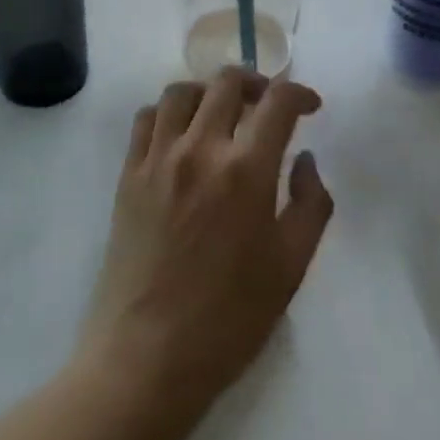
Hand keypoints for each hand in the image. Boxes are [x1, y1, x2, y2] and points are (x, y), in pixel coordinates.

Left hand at [79, 69, 333, 410]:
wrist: (147, 356)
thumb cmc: (229, 318)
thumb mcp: (290, 267)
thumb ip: (311, 204)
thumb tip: (304, 159)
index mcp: (245, 170)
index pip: (276, 102)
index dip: (298, 93)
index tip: (309, 106)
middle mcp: (199, 149)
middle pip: (227, 83)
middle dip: (256, 84)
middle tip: (267, 106)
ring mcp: (157, 158)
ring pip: (181, 92)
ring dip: (209, 92)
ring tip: (223, 115)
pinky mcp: (128, 174)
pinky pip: (147, 119)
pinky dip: (168, 112)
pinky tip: (181, 136)